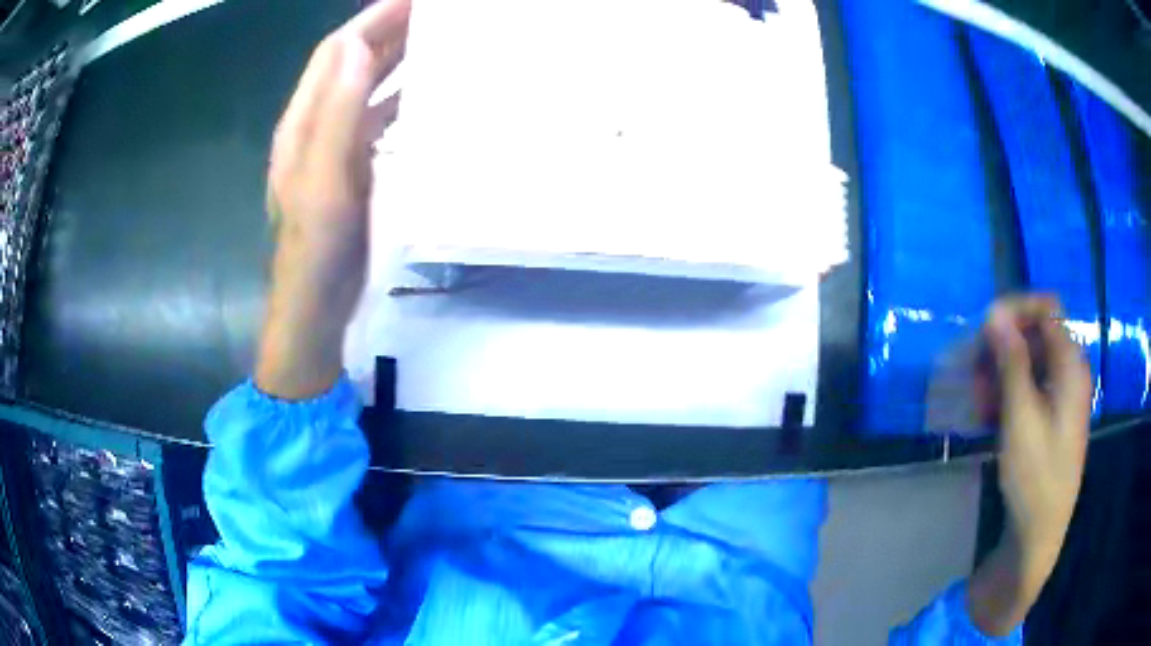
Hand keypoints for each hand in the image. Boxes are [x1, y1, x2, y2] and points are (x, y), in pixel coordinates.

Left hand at [256, 0, 409, 399]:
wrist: (314, 306)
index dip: (374, 18)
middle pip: (352, 63)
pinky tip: (429, 95)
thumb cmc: (317, 249)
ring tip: (439, 40)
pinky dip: (402, 98)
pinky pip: (379, 119)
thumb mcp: (324, 181)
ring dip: (399, 60)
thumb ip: (337, 114)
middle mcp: (317, 125)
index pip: (338, 52)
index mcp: (304, 122)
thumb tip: (358, 47)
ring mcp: (335, 147)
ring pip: (367, 87)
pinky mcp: (354, 169)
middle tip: (437, 12)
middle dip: (390, 30)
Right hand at [967, 295, 1090, 635]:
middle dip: (1002, 345)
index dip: (1015, 309)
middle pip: (1036, 334)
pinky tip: (988, 415)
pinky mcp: (1052, 415)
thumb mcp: (1021, 418)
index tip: (984, 329)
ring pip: (1030, 362)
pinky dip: (1007, 394)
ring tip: (976, 400)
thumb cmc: (1035, 476)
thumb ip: (1011, 362)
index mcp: (1070, 365)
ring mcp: (1061, 395)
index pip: (1046, 308)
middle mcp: (1069, 371)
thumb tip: (994, 312)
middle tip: (972, 371)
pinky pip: (1030, 388)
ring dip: (1001, 372)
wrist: (1039, 534)